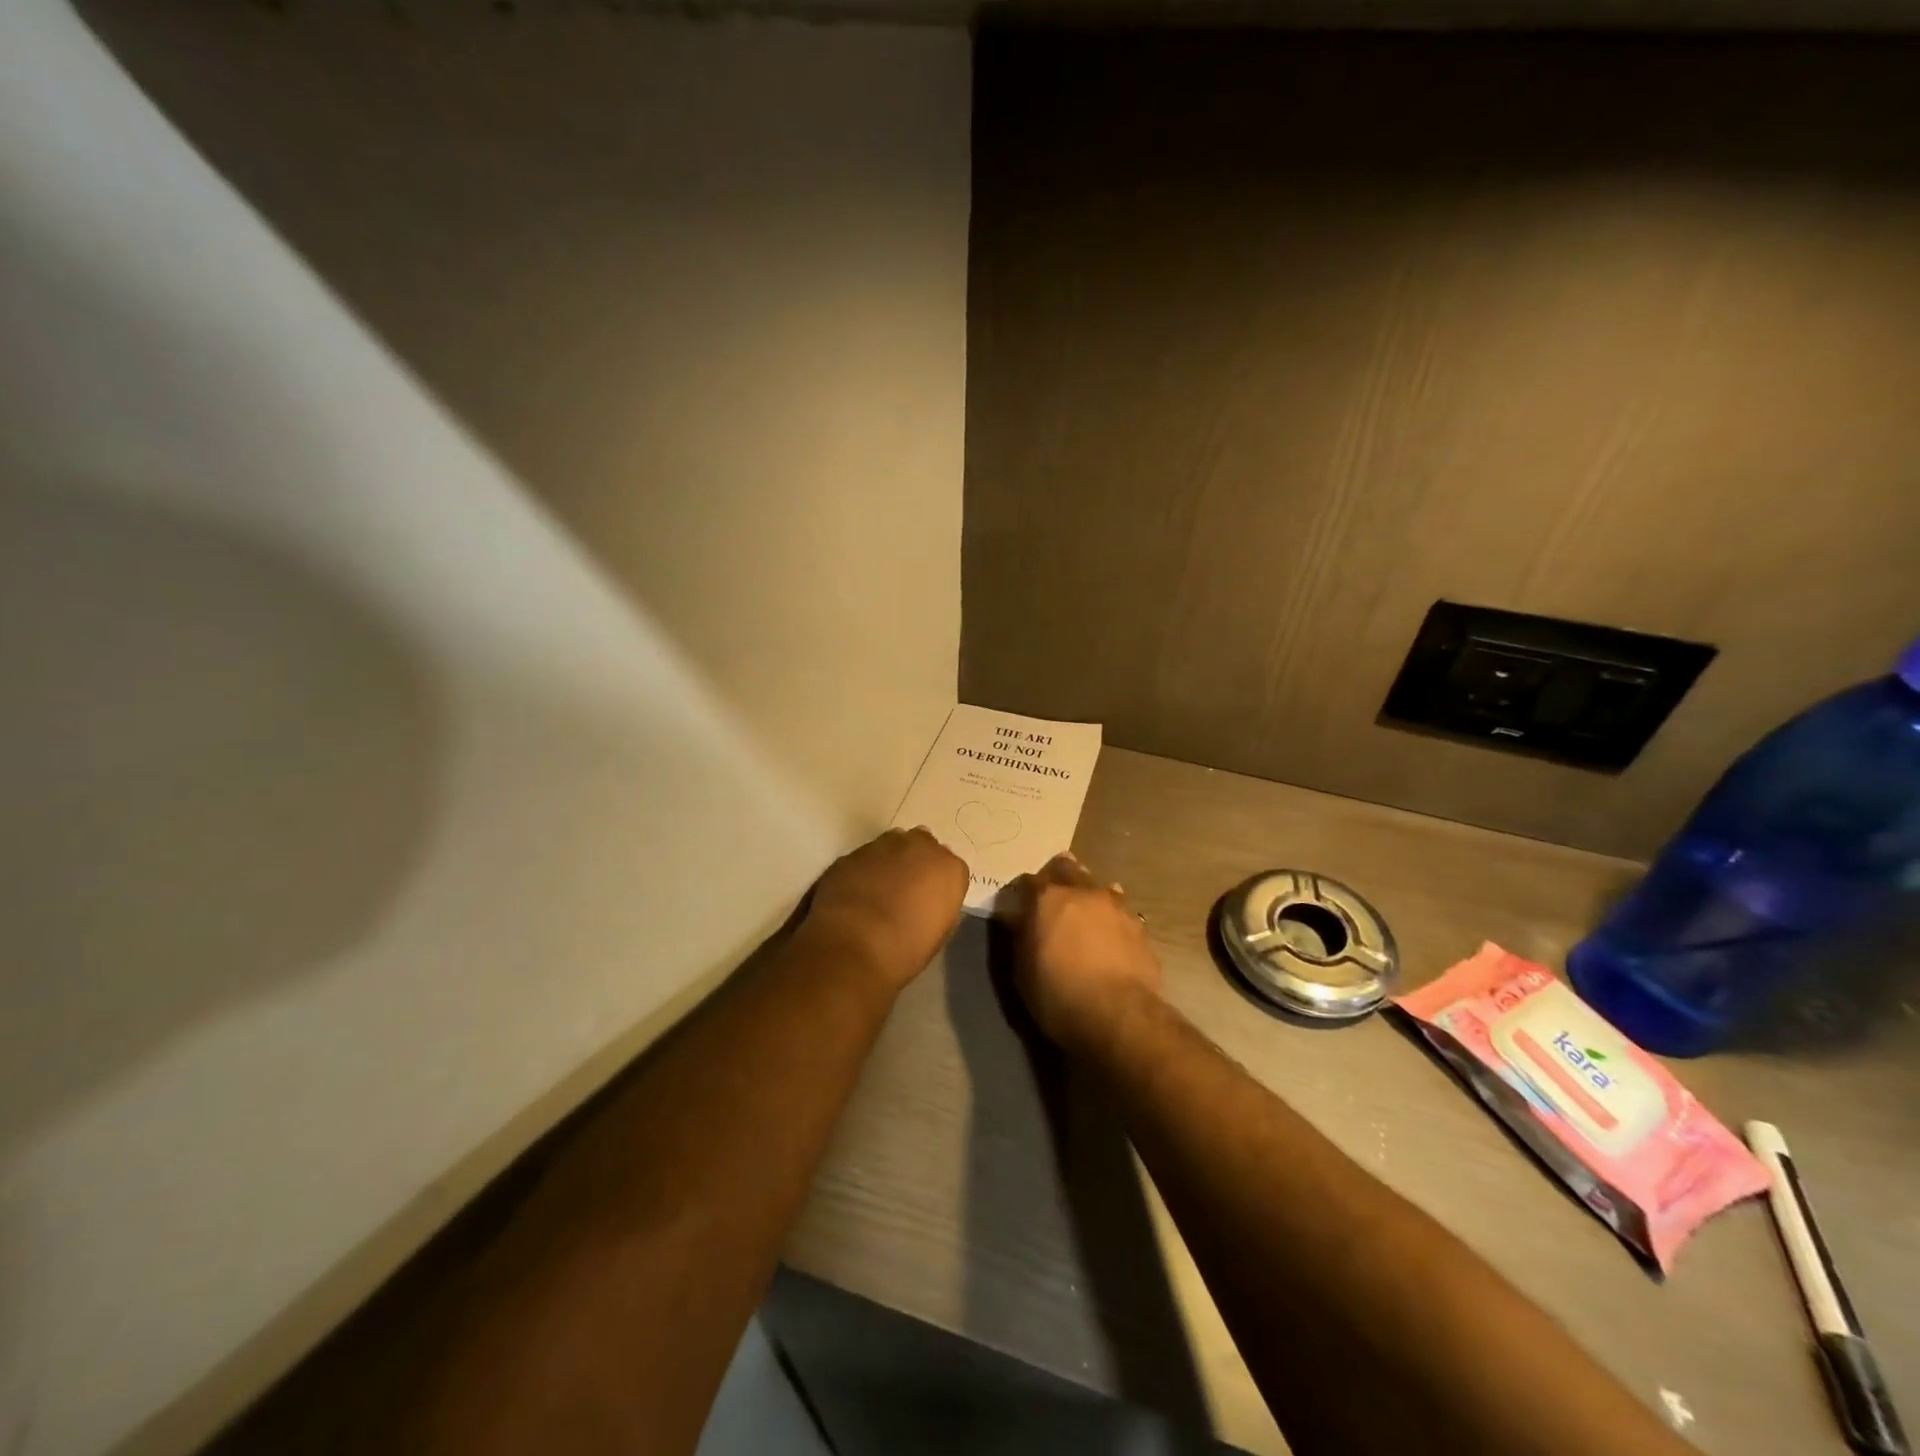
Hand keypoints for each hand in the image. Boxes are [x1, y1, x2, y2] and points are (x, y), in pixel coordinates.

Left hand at [802, 827, 969, 992]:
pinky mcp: (852, 853)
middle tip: (905, 892)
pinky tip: (855, 895)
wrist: (853, 945)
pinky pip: (864, 859)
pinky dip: (863, 871)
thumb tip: (928, 902)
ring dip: (889, 863)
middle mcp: (920, 846)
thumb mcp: (938, 933)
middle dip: (915, 863)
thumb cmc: (906, 948)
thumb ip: (939, 905)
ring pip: (891, 847)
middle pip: (922, 847)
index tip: (929, 903)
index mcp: (949, 868)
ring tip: (877, 893)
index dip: (937, 886)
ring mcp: (883, 845)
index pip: (950, 869)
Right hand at [999, 853, 1161, 1049]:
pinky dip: (1112, 916)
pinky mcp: (1138, 926)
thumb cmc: (1057, 994)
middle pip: (1067, 868)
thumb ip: (1022, 937)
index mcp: (1047, 898)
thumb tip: (1020, 919)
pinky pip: (1121, 910)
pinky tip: (1111, 930)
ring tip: (1085, 910)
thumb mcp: (1022, 970)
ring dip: (1089, 893)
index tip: (1020, 904)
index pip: (1028, 880)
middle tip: (1053, 895)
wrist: (1118, 1015)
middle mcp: (1081, 892)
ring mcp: (1114, 905)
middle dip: (1058, 876)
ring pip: (1098, 885)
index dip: (1023, 891)